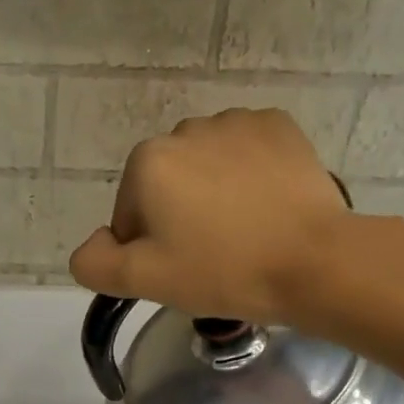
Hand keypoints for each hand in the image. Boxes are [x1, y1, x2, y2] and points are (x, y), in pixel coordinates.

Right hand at [68, 107, 403, 328]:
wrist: (312, 261)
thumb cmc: (221, 271)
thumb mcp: (144, 280)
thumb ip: (95, 264)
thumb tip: (91, 246)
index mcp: (148, 163)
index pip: (128, 215)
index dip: (147, 249)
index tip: (178, 270)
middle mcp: (186, 129)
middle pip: (166, 186)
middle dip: (177, 217)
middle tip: (209, 256)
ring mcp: (237, 122)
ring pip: (205, 168)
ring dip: (211, 195)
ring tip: (241, 234)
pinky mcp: (279, 126)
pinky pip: (245, 154)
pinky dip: (247, 177)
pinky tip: (265, 209)